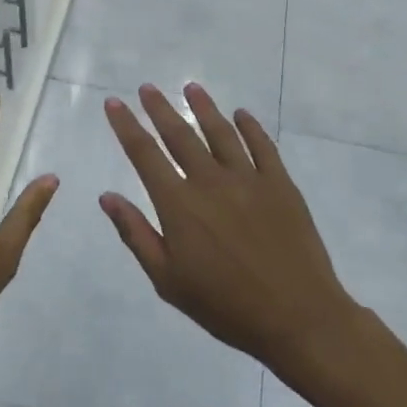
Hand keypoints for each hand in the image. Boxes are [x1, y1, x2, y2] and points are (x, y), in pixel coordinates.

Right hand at [100, 83, 360, 375]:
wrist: (299, 319)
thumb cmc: (226, 306)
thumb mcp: (168, 281)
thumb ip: (136, 234)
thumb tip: (107, 196)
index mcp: (178, 204)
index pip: (144, 154)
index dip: (127, 126)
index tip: (114, 103)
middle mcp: (209, 181)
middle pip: (180, 134)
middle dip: (159, 108)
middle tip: (147, 87)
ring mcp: (248, 179)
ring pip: (220, 132)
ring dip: (203, 107)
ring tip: (190, 87)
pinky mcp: (280, 185)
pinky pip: (262, 146)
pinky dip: (250, 127)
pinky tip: (241, 114)